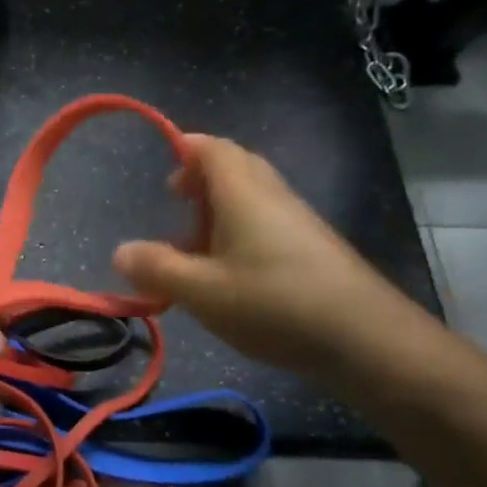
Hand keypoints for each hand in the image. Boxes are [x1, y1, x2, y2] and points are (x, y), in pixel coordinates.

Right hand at [112, 134, 403, 373]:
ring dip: (219, 212)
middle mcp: (271, 194)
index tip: (163, 174)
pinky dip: (241, 233)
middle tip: (176, 205)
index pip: (211, 148)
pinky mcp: (313, 248)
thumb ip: (157, 269)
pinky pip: (267, 222)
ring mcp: (297, 220)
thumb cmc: (273, 303)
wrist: (365, 338)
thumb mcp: (202, 291)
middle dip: (201, 181)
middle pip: (234, 167)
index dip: (184, 149)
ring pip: (252, 198)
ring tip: (196, 249)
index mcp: (242, 191)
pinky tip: (232, 275)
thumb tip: (120, 251)